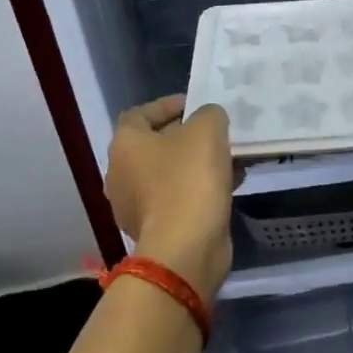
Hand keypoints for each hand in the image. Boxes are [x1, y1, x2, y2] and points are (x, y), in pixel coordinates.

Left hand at [105, 96, 235, 300]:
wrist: (185, 247)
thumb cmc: (190, 179)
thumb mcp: (208, 129)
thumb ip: (209, 114)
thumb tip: (208, 119)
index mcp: (125, 145)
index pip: (140, 114)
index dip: (167, 105)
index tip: (195, 105)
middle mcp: (121, 173)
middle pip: (156, 145)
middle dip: (188, 136)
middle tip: (218, 132)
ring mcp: (136, 205)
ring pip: (170, 173)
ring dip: (198, 164)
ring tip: (231, 159)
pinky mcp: (155, 228)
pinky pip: (178, 198)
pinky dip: (200, 189)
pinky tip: (229, 185)